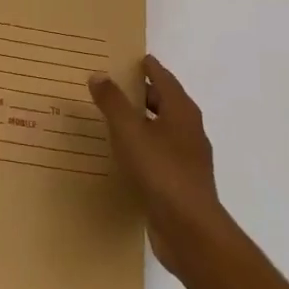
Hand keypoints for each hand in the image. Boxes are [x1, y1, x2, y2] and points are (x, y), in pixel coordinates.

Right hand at [88, 55, 226, 272]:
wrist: (189, 230)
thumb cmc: (161, 171)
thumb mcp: (130, 131)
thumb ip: (113, 102)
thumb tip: (98, 75)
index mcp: (182, 111)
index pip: (164, 79)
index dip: (149, 67)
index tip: (134, 59)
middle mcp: (189, 130)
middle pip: (166, 102)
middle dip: (144, 93)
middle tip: (116, 85)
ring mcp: (188, 158)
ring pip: (163, 129)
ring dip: (143, 121)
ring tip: (115, 119)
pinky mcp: (181, 182)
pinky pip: (160, 154)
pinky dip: (144, 146)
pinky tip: (126, 155)